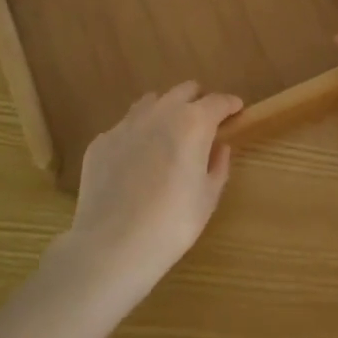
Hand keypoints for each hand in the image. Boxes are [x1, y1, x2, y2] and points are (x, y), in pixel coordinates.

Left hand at [53, 82, 239, 299]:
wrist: (111, 247)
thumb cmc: (171, 224)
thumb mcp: (207, 199)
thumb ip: (218, 165)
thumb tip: (219, 147)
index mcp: (193, 123)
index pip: (218, 101)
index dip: (229, 104)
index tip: (236, 110)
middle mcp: (160, 113)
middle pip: (184, 90)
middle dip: (198, 101)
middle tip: (203, 123)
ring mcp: (126, 124)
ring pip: (152, 102)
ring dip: (166, 111)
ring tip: (167, 137)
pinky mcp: (101, 141)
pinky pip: (125, 128)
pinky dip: (137, 136)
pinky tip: (135, 164)